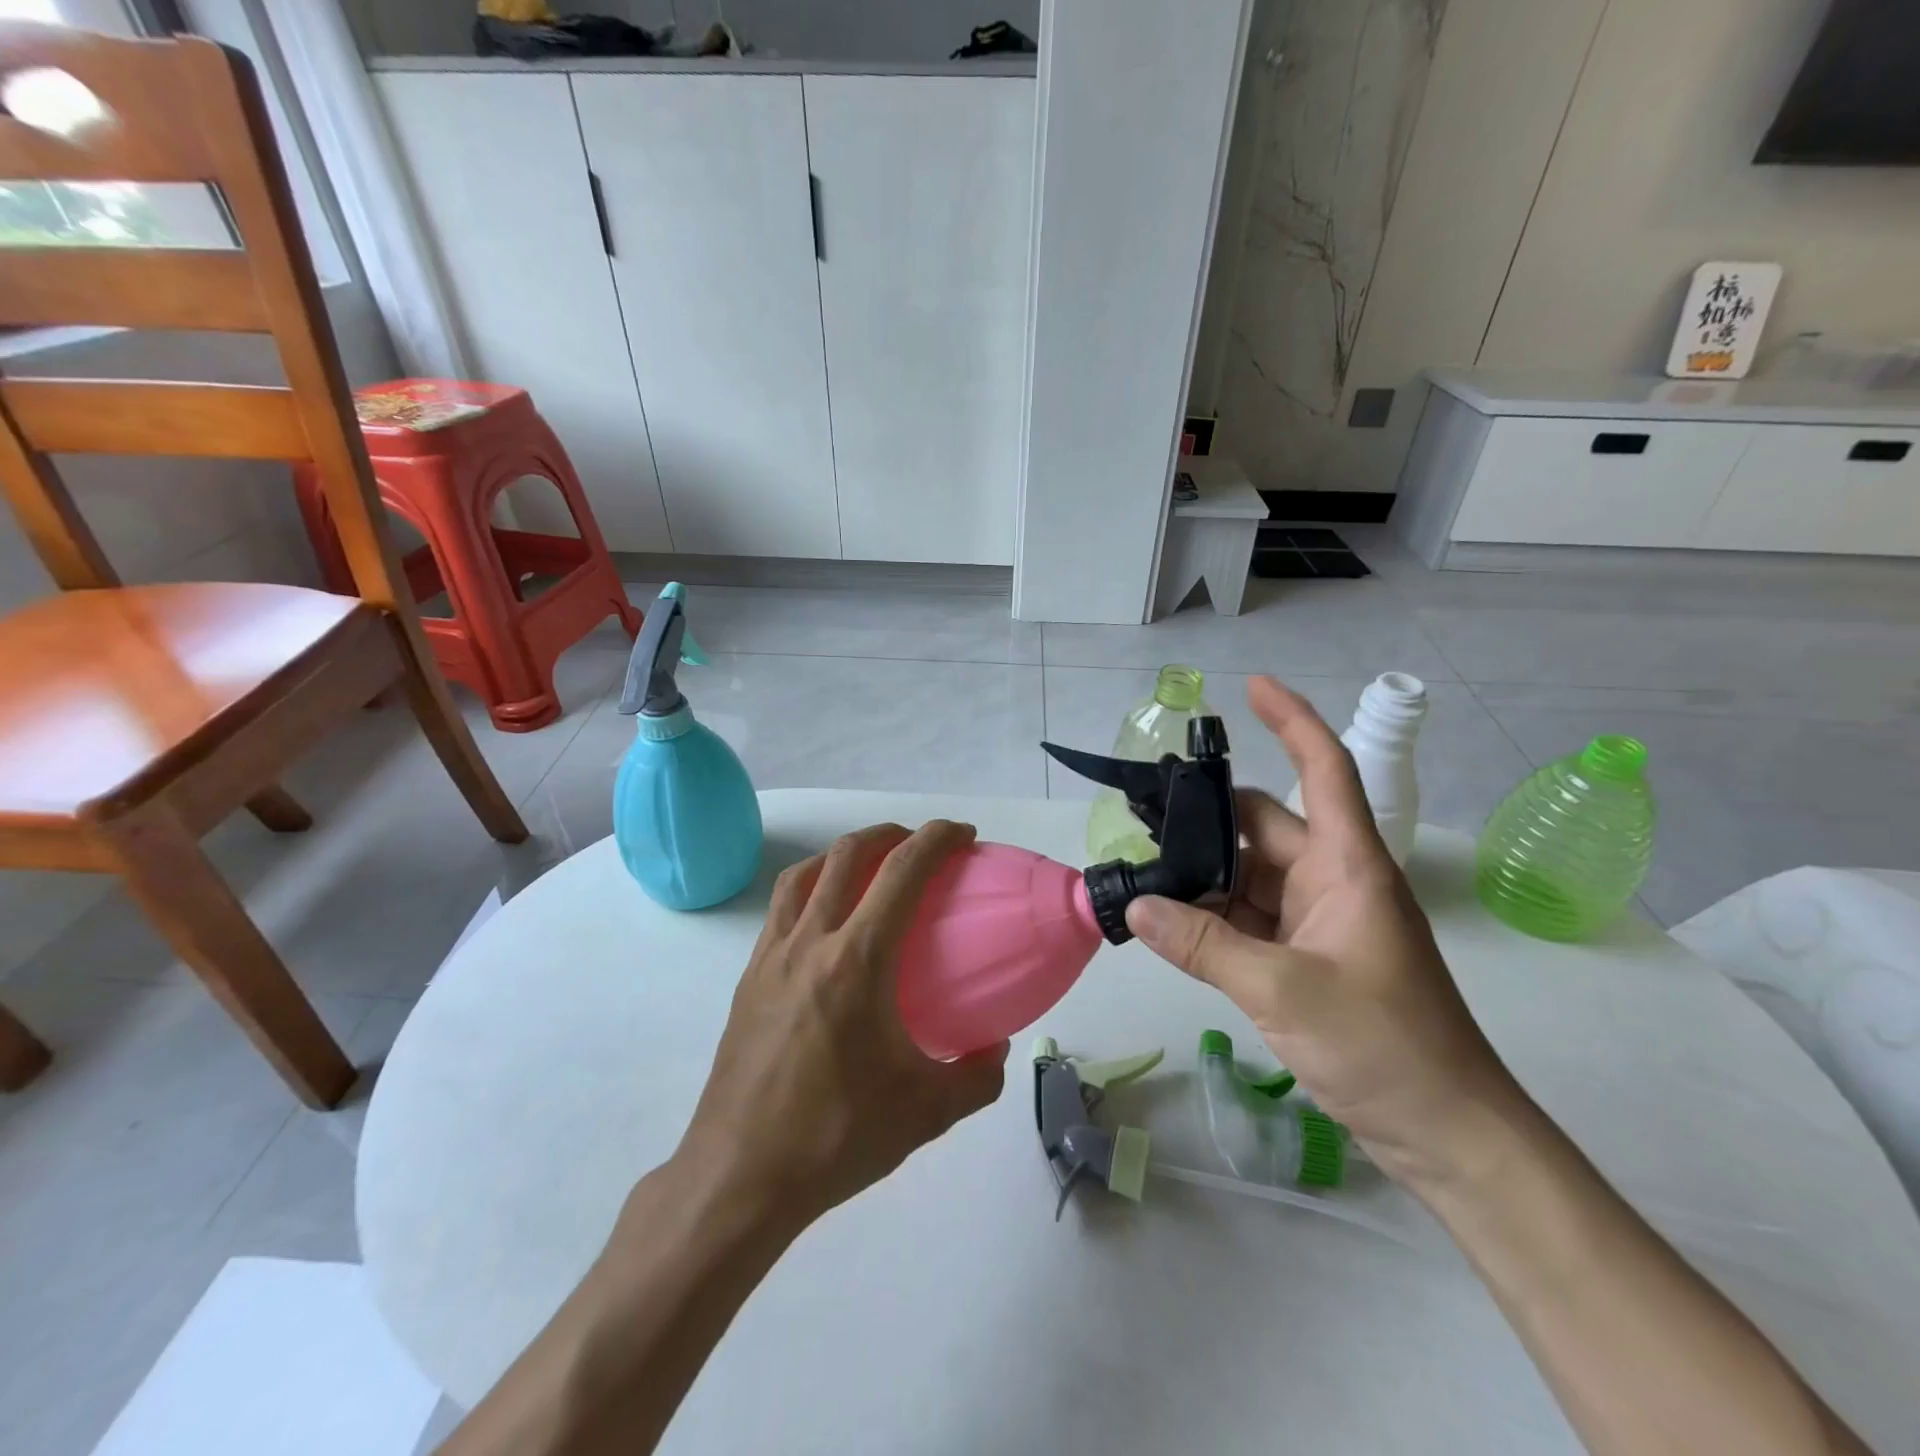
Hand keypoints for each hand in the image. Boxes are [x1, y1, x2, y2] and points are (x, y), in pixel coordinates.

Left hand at [670, 821, 1008, 1232]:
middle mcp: (810, 943)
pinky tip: (825, 922)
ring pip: (804, 875)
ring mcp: (771, 957)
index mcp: (857, 961)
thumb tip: (996, 1047)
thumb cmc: (836, 1137)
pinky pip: (781, 909)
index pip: (901, 872)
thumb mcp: (926, 1113)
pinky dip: (810, 888)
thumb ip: (977, 1076)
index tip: (962, 836)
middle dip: (890, 834)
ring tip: (869, 866)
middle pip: (847, 855)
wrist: (739, 1176)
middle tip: (920, 845)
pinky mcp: (747, 978)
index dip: (936, 839)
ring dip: (843, 854)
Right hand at [1124, 677, 1525, 1190]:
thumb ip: (1202, 945)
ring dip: (1201, 876)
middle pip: (1263, 826)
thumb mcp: (1282, 989)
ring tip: (1141, 874)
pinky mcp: (1305, 955)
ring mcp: (1317, 919)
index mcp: (1347, 865)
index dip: (1291, 721)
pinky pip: (1247, 917)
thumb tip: (1136, 906)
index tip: (1250, 687)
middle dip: (1206, 819)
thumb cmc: (1384, 1046)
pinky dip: (1211, 916)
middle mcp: (1331, 880)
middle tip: (1139, 817)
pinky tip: (1168, 924)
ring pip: (1247, 875)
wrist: (1445, 1132)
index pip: (1324, 769)